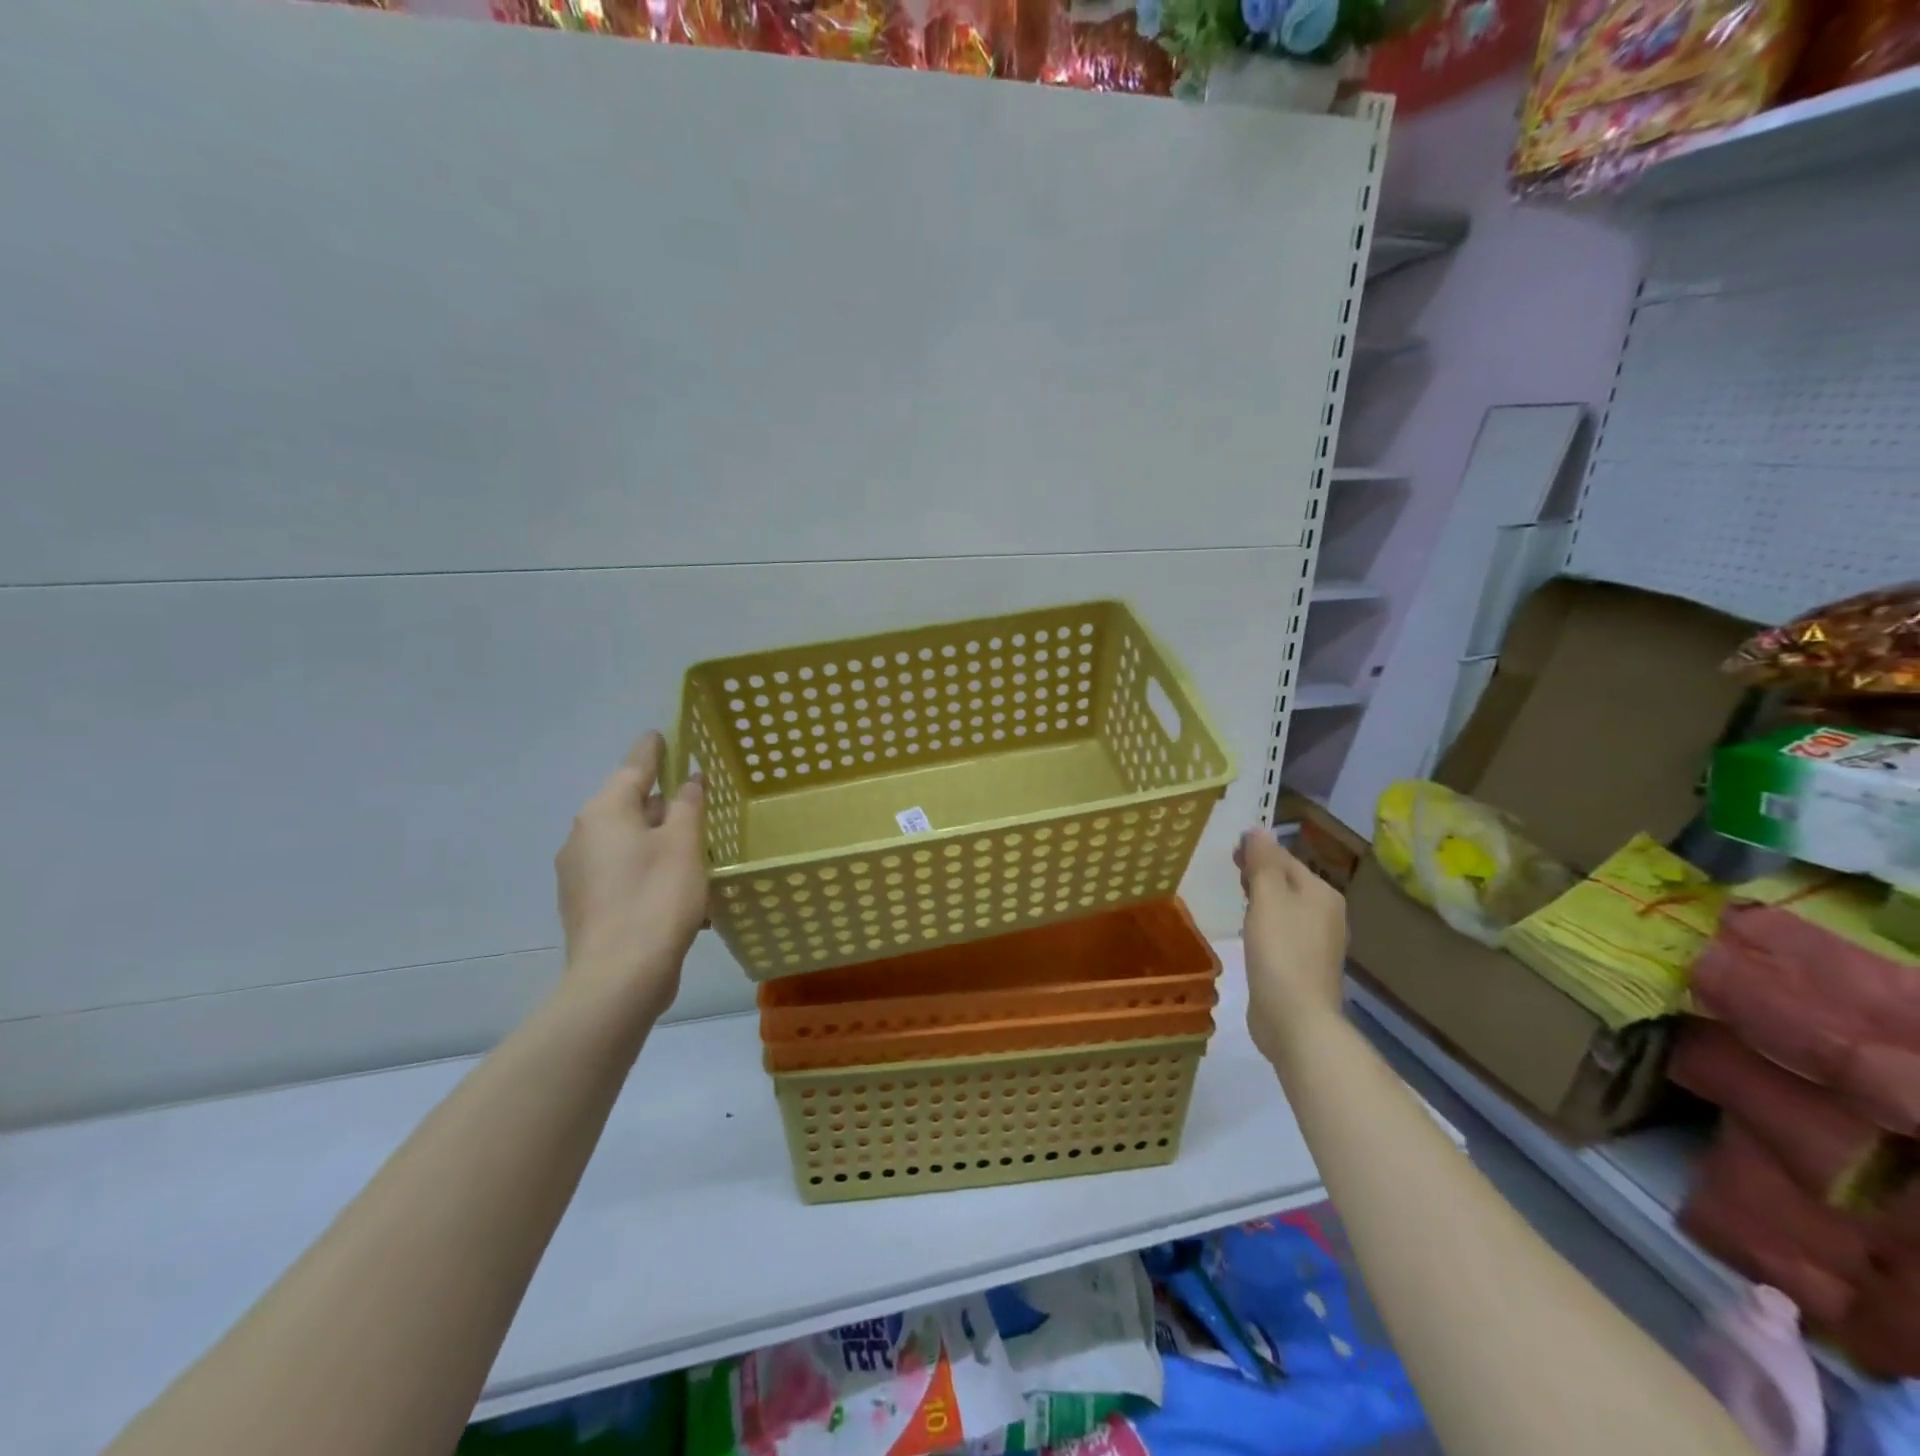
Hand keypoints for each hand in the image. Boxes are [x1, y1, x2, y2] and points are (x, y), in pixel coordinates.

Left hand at [556, 732, 707, 1023]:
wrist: (619, 976)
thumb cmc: (657, 898)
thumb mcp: (684, 844)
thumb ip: (688, 805)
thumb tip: (689, 779)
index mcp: (604, 813)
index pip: (633, 767)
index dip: (653, 751)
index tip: (662, 735)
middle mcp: (584, 836)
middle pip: (630, 806)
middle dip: (663, 803)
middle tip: (698, 802)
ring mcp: (580, 873)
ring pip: (628, 841)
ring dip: (660, 840)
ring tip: (696, 851)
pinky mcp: (587, 903)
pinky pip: (623, 871)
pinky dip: (649, 868)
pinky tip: (677, 889)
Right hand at [1236, 829, 1347, 1071]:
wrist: (1296, 1018)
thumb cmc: (1281, 950)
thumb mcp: (1267, 898)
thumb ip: (1262, 862)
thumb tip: (1258, 830)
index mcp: (1322, 893)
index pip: (1286, 859)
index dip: (1258, 851)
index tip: (1229, 849)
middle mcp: (1327, 914)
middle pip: (1288, 882)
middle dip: (1260, 873)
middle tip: (1229, 869)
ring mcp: (1318, 943)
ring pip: (1286, 907)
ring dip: (1262, 898)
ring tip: (1237, 895)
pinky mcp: (1304, 966)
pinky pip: (1283, 932)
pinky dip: (1266, 923)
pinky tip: (1249, 931)